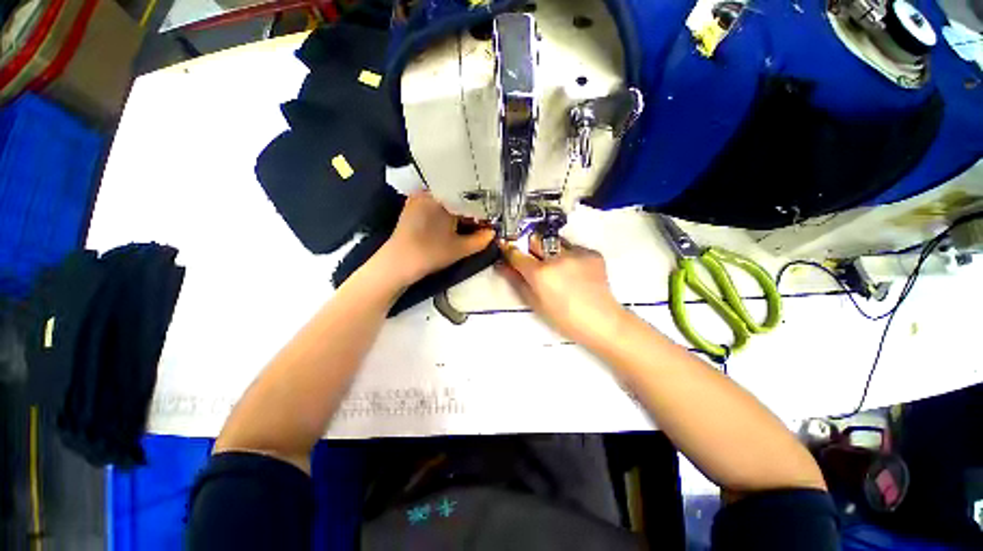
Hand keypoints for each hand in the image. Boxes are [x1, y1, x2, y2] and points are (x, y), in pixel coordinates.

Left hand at [378, 192, 494, 286]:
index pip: (469, 197)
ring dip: (457, 208)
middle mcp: (430, 192)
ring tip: (468, 220)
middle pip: (457, 196)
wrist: (398, 263)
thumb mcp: (460, 249)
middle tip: (480, 220)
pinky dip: (445, 210)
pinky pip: (434, 202)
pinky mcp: (411, 206)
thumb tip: (493, 232)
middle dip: (469, 208)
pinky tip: (451, 221)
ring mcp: (418, 198)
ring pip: (445, 199)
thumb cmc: (431, 253)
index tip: (488, 218)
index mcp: (443, 198)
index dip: (481, 208)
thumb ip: (481, 240)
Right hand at [498, 236, 625, 344]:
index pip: (516, 253)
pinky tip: (575, 271)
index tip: (505, 247)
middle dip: (529, 246)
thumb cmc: (563, 318)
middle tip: (532, 257)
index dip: (508, 250)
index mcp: (540, 273)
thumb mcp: (535, 302)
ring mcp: (577, 253)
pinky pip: (574, 248)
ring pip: (555, 242)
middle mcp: (556, 257)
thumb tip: (501, 265)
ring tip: (558, 266)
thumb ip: (516, 281)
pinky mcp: (592, 253)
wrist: (601, 321)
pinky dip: (569, 256)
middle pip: (535, 240)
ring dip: (550, 250)